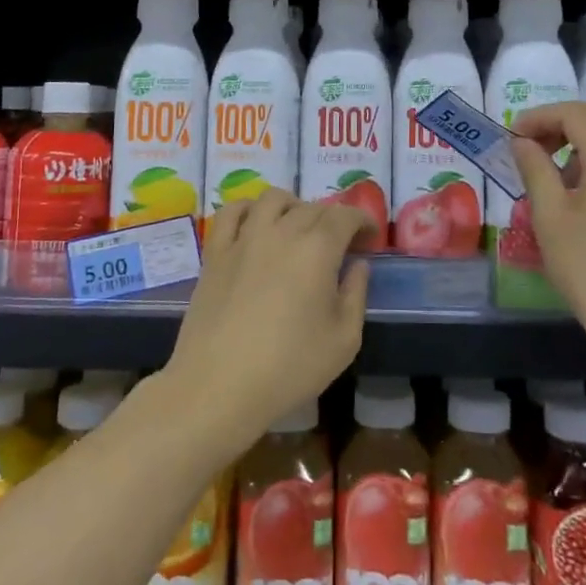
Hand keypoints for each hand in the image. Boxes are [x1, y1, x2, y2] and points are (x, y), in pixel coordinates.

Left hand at [163, 189, 371, 445]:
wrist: (218, 385)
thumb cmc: (289, 368)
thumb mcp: (343, 341)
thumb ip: (356, 295)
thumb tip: (358, 266)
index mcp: (317, 249)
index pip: (345, 216)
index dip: (362, 221)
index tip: (370, 238)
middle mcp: (281, 231)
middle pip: (312, 208)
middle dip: (333, 219)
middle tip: (340, 244)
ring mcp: (244, 238)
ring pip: (273, 199)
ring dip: (294, 206)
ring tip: (299, 228)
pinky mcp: (216, 251)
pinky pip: (233, 211)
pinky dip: (249, 208)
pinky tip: (256, 224)